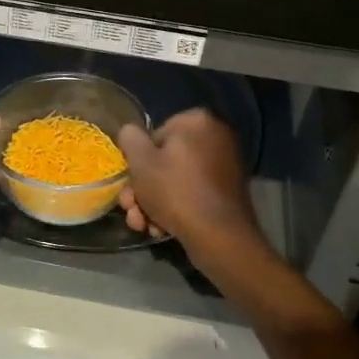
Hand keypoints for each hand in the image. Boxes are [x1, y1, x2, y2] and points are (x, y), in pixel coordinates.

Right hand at [116, 109, 261, 253]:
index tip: (130, 184)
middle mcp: (216, 138)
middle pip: (165, 161)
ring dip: (153, 204)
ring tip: (143, 226)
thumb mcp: (140, 161)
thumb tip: (130, 132)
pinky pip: (193, 194)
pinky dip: (176, 209)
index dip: (138, 162)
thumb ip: (130, 138)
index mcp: (197, 122)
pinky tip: (161, 230)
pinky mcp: (227, 193)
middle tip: (131, 210)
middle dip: (143, 190)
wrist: (220, 236)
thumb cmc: (175, 191)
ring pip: (176, 181)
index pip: (154, 136)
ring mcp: (225, 166)